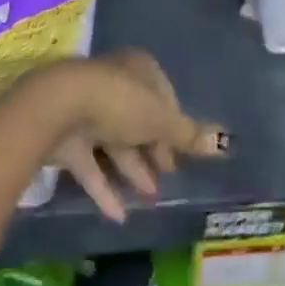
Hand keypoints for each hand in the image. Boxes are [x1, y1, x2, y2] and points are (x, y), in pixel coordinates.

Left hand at [30, 51, 227, 223]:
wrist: (59, 108)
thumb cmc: (120, 103)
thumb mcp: (161, 120)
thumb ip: (189, 135)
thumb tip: (225, 142)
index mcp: (138, 70)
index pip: (163, 96)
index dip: (174, 126)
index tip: (182, 154)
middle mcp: (114, 84)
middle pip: (139, 120)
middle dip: (153, 150)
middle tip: (167, 178)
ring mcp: (88, 110)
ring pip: (115, 143)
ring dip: (132, 170)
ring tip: (150, 198)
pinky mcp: (67, 138)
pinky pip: (90, 164)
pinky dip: (104, 188)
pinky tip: (119, 215)